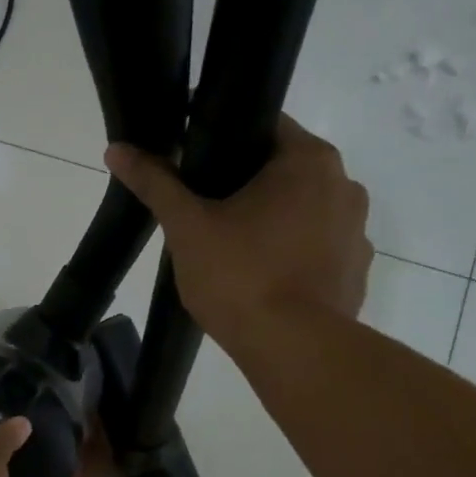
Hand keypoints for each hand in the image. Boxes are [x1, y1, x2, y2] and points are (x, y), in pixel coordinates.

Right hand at [104, 118, 371, 344]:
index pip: (265, 126)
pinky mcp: (357, 273)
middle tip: (206, 212)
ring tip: (234, 251)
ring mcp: (357, 232)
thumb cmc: (240, 276)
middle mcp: (345, 185)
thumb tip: (117, 149)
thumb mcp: (187, 227)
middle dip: (248, 186)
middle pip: (286, 171)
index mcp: (309, 160)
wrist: (294, 350)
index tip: (196, 165)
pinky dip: (295, 257)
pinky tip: (265, 280)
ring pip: (305, 212)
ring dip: (275, 222)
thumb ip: (156, 184)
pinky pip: (319, 250)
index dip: (226, 140)